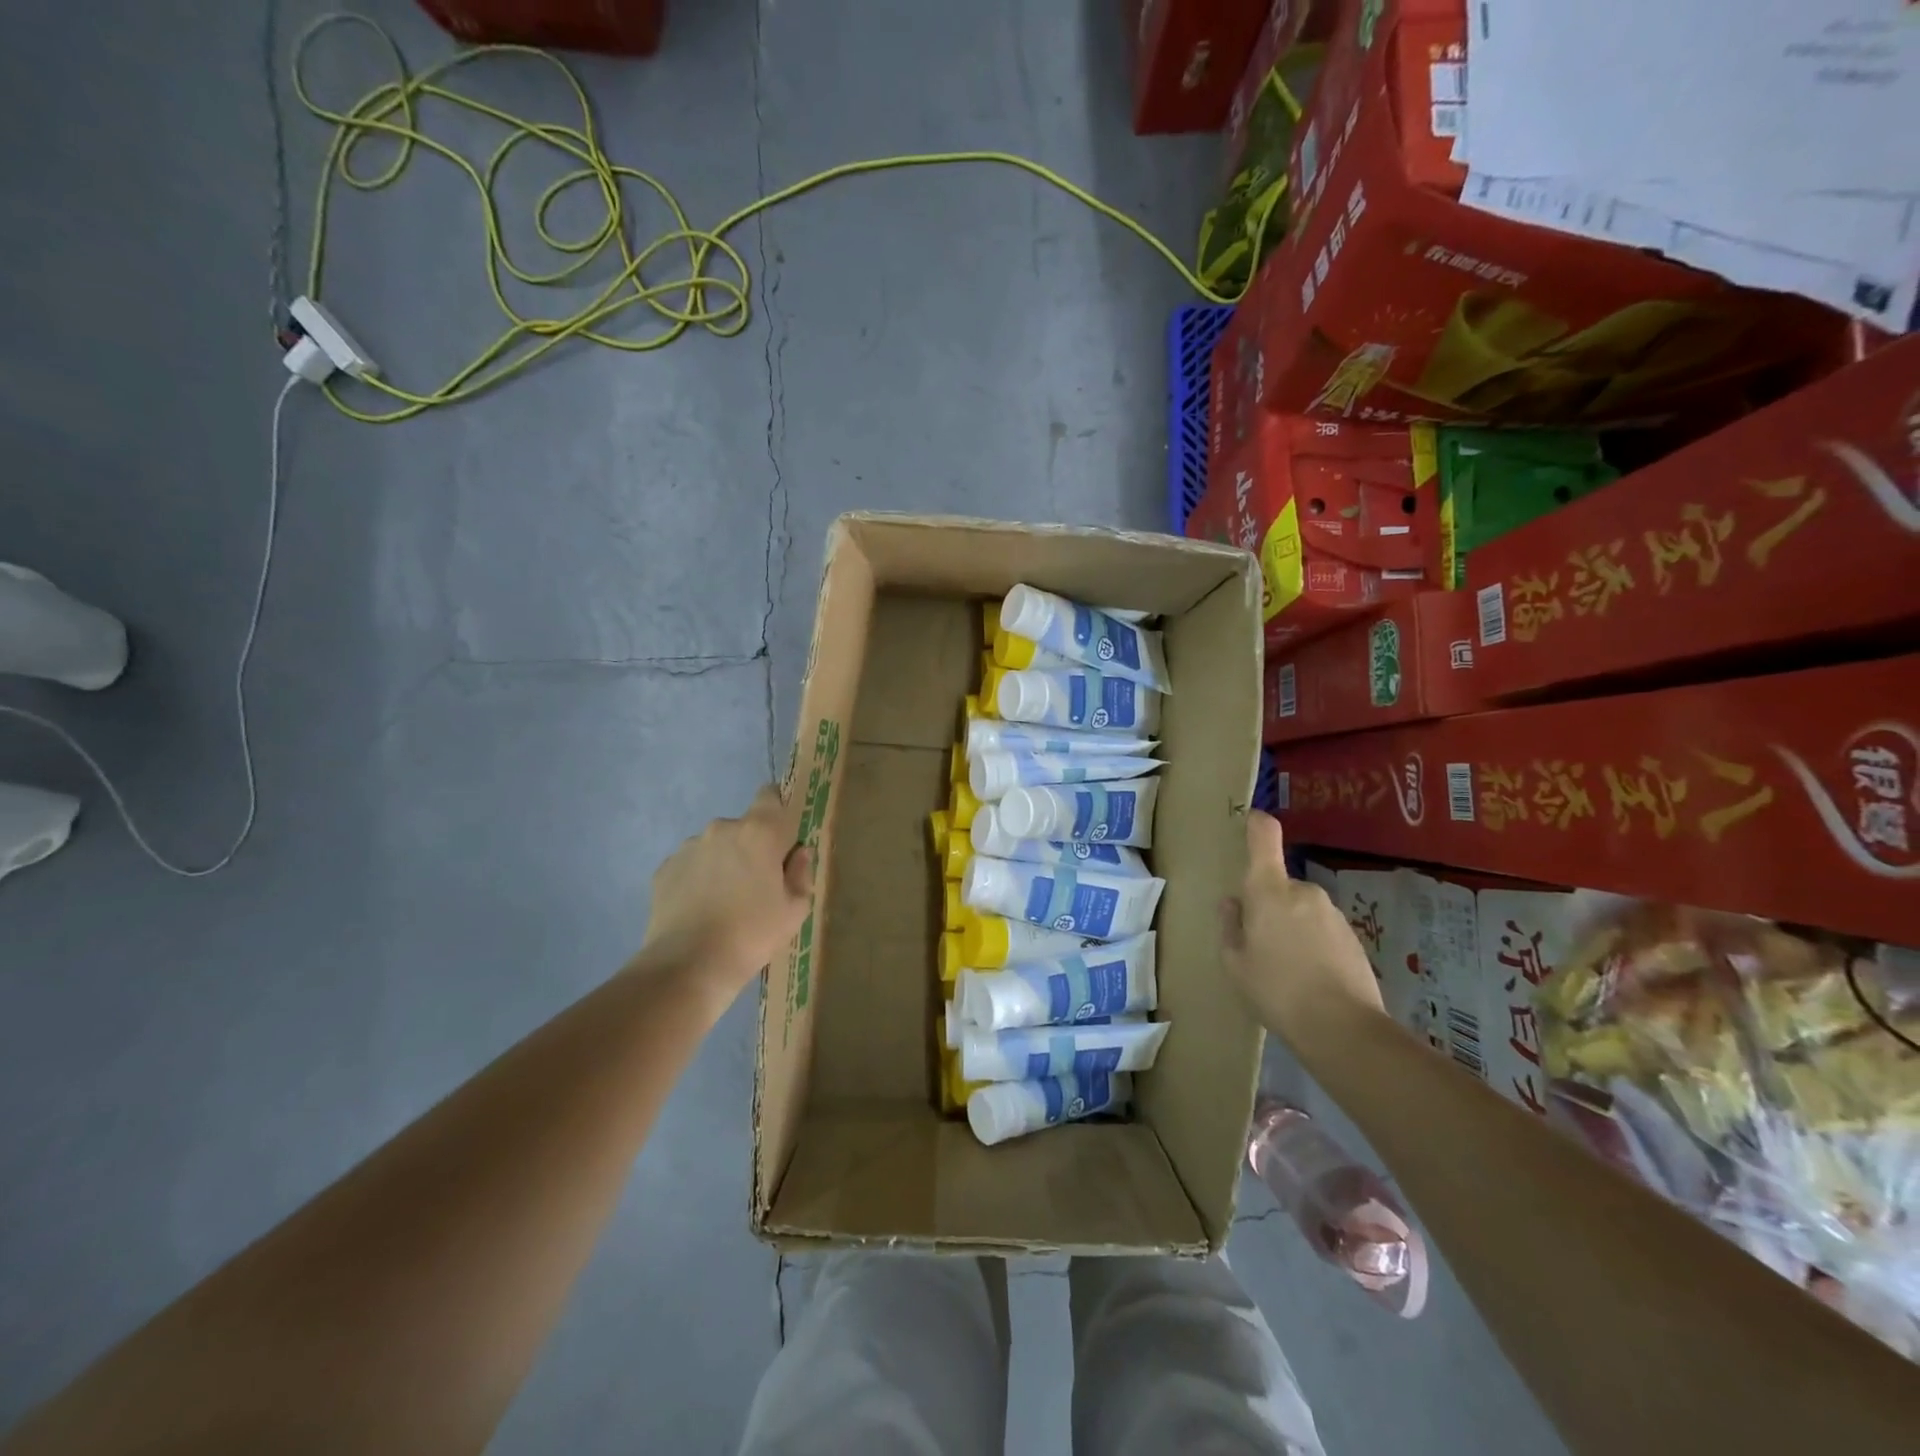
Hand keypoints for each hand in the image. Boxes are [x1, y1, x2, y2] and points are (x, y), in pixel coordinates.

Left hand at [638, 785, 813, 995]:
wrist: (688, 965)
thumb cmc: (753, 933)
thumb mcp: (794, 909)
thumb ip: (801, 873)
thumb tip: (799, 853)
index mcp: (760, 832)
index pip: (770, 796)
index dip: (777, 810)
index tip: (782, 837)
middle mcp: (722, 829)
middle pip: (743, 827)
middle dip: (751, 847)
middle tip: (756, 885)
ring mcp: (689, 847)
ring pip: (715, 847)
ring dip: (723, 863)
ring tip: (724, 902)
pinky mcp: (664, 869)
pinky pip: (690, 866)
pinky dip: (698, 879)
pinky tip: (700, 910)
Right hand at [1220, 812, 1382, 1035]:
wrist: (1343, 1028)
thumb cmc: (1275, 990)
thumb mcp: (1234, 962)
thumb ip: (1229, 926)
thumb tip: (1233, 903)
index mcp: (1268, 890)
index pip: (1264, 837)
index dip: (1257, 824)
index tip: (1250, 821)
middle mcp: (1303, 891)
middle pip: (1278, 884)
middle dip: (1268, 906)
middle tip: (1259, 945)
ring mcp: (1332, 913)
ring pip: (1300, 909)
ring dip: (1291, 927)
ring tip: (1285, 970)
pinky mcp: (1353, 936)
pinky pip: (1321, 930)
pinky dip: (1312, 945)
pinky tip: (1310, 979)